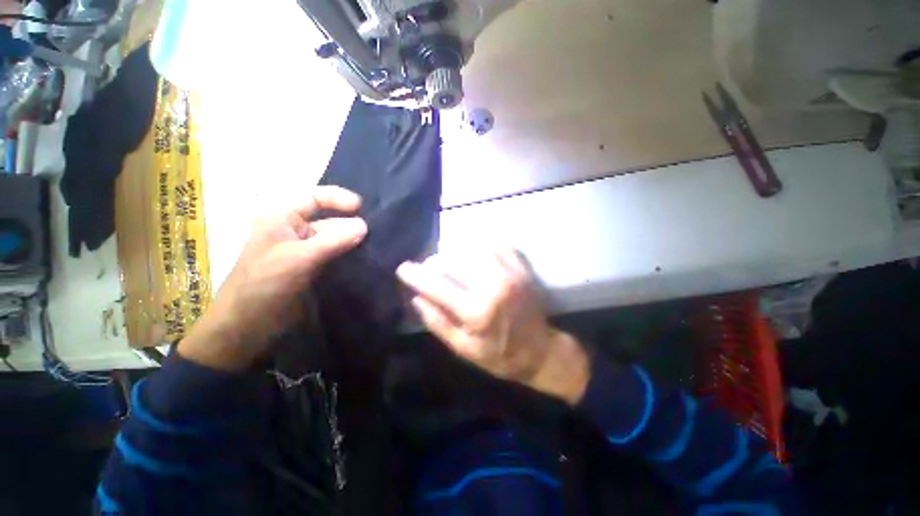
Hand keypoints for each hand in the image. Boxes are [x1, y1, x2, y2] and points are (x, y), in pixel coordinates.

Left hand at [179, 186, 367, 370]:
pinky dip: (349, 254)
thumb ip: (333, 240)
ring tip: (376, 244)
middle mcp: (293, 229)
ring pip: (333, 237)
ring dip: (352, 240)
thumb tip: (365, 225)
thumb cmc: (265, 285)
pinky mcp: (312, 266)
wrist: (247, 326)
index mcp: (281, 217)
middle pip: (327, 217)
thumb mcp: (298, 258)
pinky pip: (334, 254)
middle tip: (377, 231)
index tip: (362, 208)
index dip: (338, 198)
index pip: (313, 196)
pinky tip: (365, 257)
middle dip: (350, 222)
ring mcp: (303, 249)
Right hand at [396, 249, 590, 404]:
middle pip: (456, 259)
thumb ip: (438, 322)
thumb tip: (417, 298)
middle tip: (432, 269)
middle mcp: (494, 287)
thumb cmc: (499, 355)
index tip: (403, 269)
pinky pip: (499, 246)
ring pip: (476, 248)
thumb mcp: (463, 349)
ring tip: (454, 262)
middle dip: (438, 262)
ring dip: (459, 252)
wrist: (540, 351)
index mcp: (477, 311)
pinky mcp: (522, 269)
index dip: (416, 275)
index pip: (437, 286)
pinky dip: (483, 247)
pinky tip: (478, 255)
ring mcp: (511, 274)